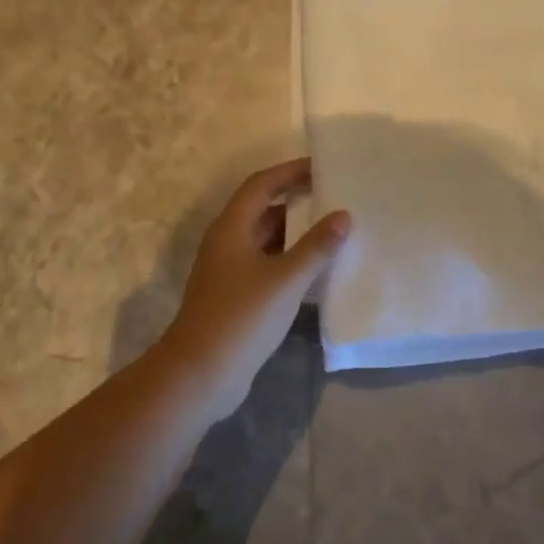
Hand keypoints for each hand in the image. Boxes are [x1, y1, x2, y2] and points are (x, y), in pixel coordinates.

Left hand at [155, 158, 349, 420]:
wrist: (199, 375)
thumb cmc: (241, 317)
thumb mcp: (285, 278)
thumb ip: (316, 247)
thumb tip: (343, 215)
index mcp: (231, 228)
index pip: (262, 185)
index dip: (290, 172)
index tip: (322, 167)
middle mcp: (227, 243)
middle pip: (263, 209)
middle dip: (297, 201)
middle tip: (334, 195)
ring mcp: (229, 271)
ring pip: (266, 239)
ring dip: (295, 233)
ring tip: (333, 229)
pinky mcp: (235, 297)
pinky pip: (267, 265)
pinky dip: (290, 260)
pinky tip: (316, 269)